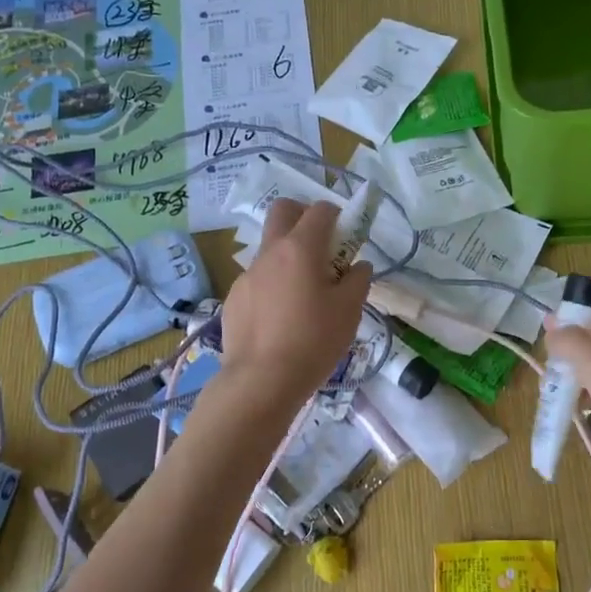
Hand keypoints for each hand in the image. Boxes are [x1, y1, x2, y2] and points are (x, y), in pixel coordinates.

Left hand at [220, 199, 372, 404]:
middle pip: (282, 211)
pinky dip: (272, 287)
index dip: (337, 216)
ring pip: (268, 249)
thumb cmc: (313, 341)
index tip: (346, 237)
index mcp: (300, 248)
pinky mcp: (233, 299)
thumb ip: (358, 280)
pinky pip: (257, 281)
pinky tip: (280, 321)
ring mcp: (246, 275)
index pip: (320, 210)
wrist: (261, 381)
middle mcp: (269, 253)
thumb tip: (358, 266)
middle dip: (302, 216)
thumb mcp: (349, 311)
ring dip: (287, 258)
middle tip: (320, 246)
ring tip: (302, 296)